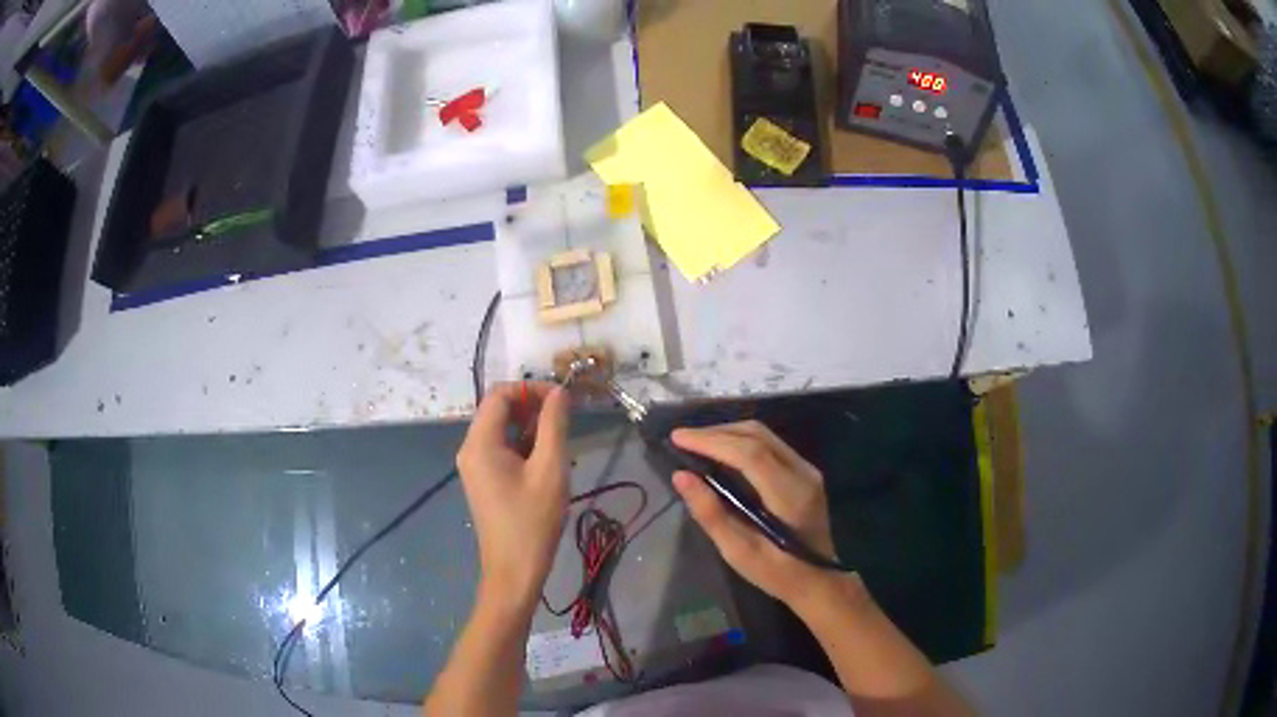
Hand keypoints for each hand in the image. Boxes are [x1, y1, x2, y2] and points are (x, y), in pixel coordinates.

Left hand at [457, 382, 570, 610]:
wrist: (514, 571)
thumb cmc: (532, 521)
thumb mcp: (550, 469)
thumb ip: (554, 425)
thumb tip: (559, 392)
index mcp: (480, 443)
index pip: (500, 395)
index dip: (530, 389)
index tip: (562, 399)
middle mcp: (471, 449)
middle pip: (499, 410)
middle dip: (532, 407)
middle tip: (566, 419)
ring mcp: (475, 467)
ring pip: (503, 431)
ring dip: (531, 428)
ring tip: (561, 444)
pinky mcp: (484, 481)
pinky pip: (502, 450)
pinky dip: (525, 447)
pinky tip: (548, 464)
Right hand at [671, 420, 843, 609]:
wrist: (818, 579)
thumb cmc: (776, 572)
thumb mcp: (738, 551)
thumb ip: (710, 513)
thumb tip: (681, 476)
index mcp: (790, 495)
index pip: (750, 454)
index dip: (712, 441)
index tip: (678, 438)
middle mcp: (803, 473)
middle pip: (757, 435)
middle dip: (716, 432)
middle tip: (682, 438)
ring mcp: (807, 469)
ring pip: (764, 434)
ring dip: (728, 432)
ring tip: (696, 441)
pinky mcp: (805, 470)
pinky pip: (770, 443)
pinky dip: (741, 440)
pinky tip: (721, 450)